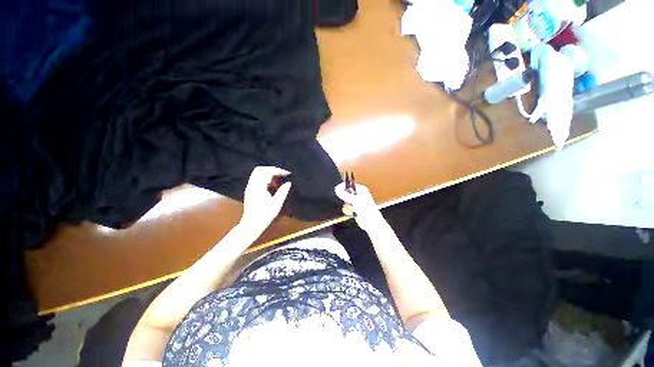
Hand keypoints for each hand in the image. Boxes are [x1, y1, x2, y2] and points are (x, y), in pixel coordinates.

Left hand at [239, 166, 291, 232]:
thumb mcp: (276, 204)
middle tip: (282, 174)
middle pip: (260, 170)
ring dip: (268, 174)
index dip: (278, 171)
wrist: (251, 226)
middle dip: (272, 169)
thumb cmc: (264, 216)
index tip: (287, 174)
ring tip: (279, 180)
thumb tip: (288, 183)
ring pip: (258, 174)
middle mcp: (252, 186)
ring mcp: (249, 188)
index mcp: (258, 188)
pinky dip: (265, 180)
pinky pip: (257, 180)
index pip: (267, 172)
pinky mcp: (250, 192)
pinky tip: (273, 186)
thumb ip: (283, 192)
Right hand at [334, 182, 385, 232]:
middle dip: (345, 199)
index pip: (348, 184)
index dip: (341, 187)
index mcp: (360, 189)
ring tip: (354, 209)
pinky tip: (354, 213)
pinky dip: (348, 210)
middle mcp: (358, 194)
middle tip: (350, 202)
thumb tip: (337, 189)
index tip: (336, 190)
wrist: (371, 223)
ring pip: (345, 201)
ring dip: (348, 206)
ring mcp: (356, 201)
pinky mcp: (354, 208)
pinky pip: (346, 207)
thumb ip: (345, 195)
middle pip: (345, 193)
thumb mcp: (355, 201)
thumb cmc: (368, 211)